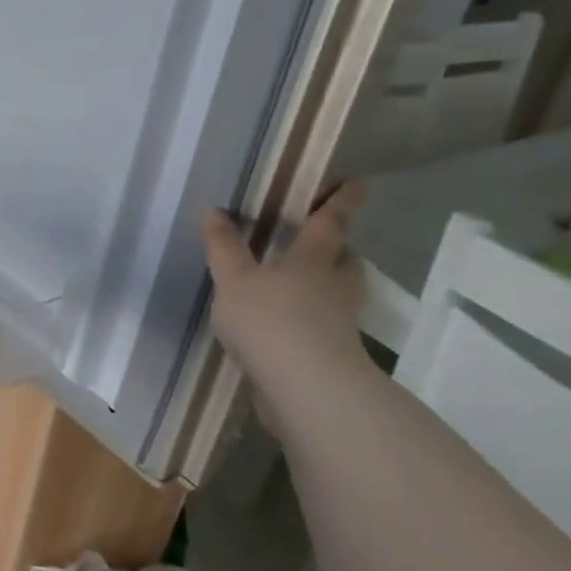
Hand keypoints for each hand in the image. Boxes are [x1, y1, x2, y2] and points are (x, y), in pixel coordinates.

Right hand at [202, 182, 371, 407]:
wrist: (307, 389)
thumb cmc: (271, 321)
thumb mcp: (234, 280)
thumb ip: (224, 247)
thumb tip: (215, 211)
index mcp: (313, 260)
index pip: (331, 222)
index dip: (341, 199)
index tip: (355, 181)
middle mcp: (334, 286)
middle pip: (345, 259)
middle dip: (336, 247)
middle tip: (318, 239)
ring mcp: (338, 321)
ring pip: (338, 292)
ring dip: (326, 282)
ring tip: (296, 281)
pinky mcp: (333, 352)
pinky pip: (324, 323)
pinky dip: (309, 317)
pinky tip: (283, 323)